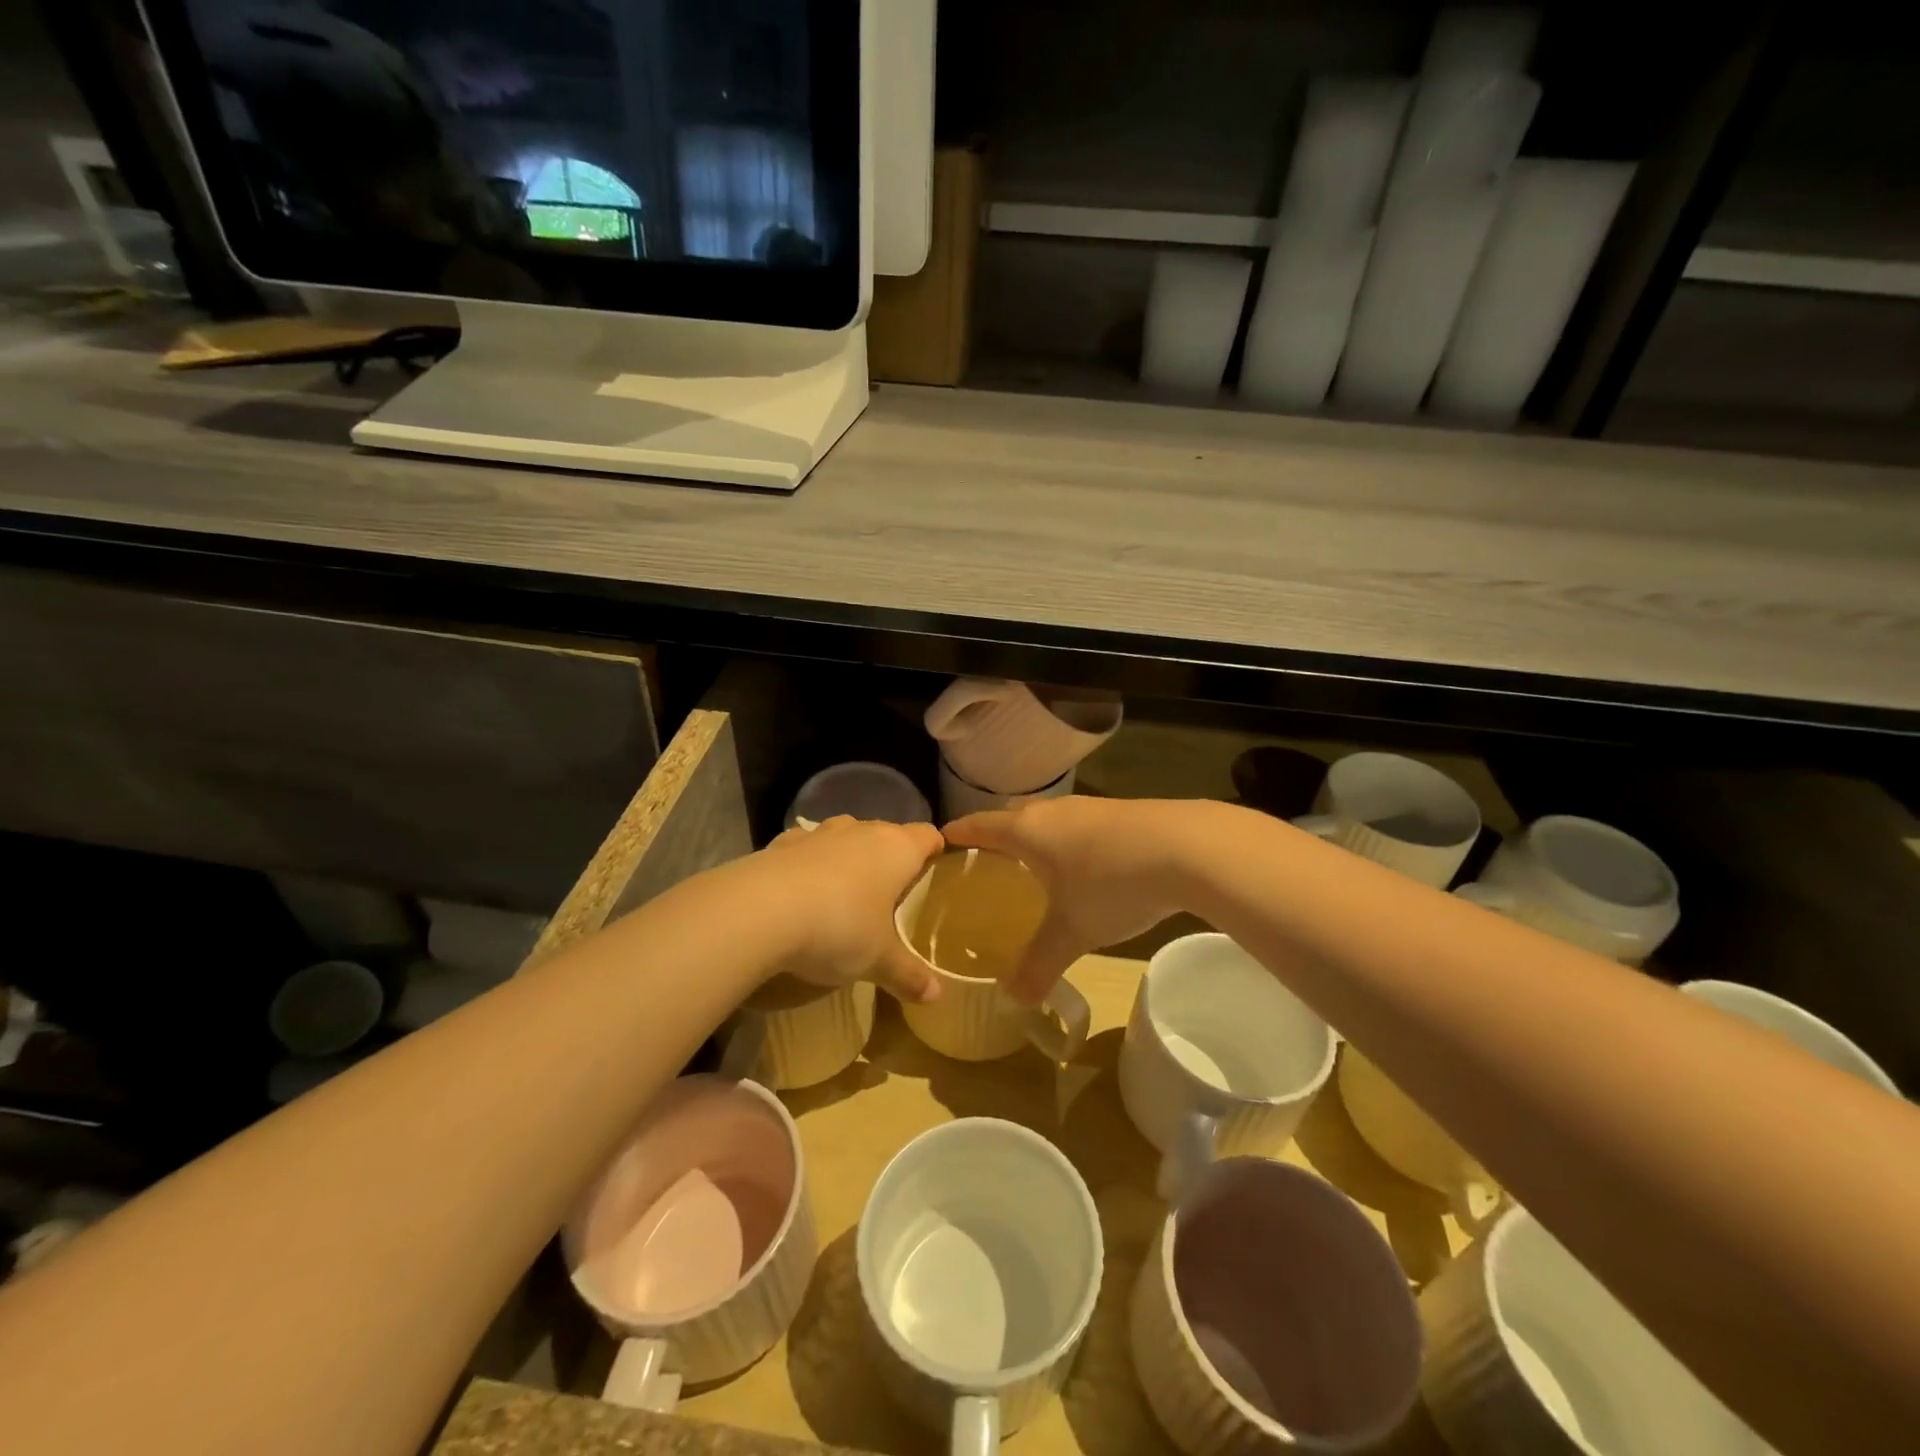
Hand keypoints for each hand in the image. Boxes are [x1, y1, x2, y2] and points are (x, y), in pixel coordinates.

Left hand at [756, 817, 944, 1003]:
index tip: (935, 875)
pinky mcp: (782, 842)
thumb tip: (937, 997)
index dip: (935, 852)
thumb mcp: (878, 960)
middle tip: (892, 897)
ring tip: (846, 894)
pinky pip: (807, 848)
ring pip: (846, 836)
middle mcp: (862, 830)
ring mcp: (820, 833)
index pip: (928, 835)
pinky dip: (810, 864)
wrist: (759, 910)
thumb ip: (908, 975)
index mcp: (897, 848)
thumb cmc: (839, 927)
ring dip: (850, 857)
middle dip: (891, 859)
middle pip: (887, 834)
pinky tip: (802, 894)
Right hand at [945, 798, 1191, 1003]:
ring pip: (1050, 818)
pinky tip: (1083, 864)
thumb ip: (1038, 965)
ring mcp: (1091, 807)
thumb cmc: (1112, 884)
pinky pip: (1079, 824)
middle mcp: (1054, 811)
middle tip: (984, 860)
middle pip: (1013, 816)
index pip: (981, 825)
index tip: (942, 839)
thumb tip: (1013, 1002)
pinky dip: (1068, 841)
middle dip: (996, 834)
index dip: (960, 832)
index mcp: (1028, 831)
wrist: (1188, 847)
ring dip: (1036, 837)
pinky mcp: (1122, 813)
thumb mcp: (1071, 932)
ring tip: (1032, 864)